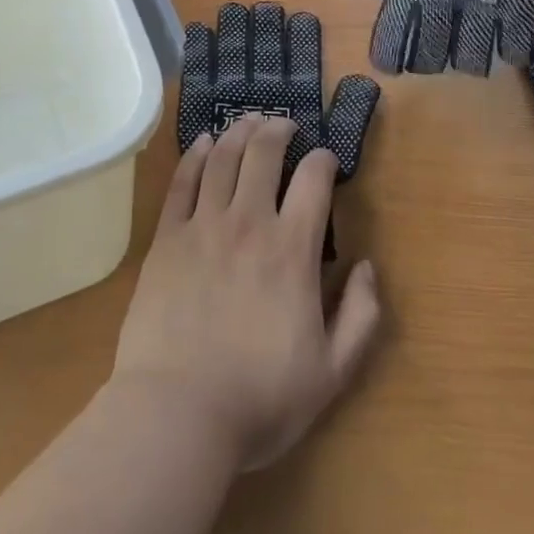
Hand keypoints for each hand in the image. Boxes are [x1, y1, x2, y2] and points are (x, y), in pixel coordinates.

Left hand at [111, 117, 381, 471]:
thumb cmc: (260, 399)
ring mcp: (203, 226)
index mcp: (292, 250)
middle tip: (285, 125)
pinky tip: (205, 142)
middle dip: (279, 130)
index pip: (314, 181)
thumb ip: (360, 316)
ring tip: (250, 120)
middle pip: (264, 154)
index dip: (323, 160)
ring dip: (240, 131)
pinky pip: (182, 182)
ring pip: (224, 158)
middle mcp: (249, 223)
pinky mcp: (167, 238)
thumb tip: (366, 267)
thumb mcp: (332, 371)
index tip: (325, 159)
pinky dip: (196, 155)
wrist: (177, 413)